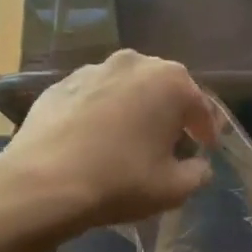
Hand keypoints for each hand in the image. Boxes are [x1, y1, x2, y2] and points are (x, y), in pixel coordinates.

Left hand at [5, 49, 216, 231]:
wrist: (44, 183)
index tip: (206, 149)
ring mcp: (94, 69)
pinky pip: (95, 97)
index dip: (207, 131)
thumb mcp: (175, 188)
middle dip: (172, 114)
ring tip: (131, 139)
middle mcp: (135, 63)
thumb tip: (198, 164)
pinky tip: (96, 139)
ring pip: (128, 89)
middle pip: (164, 90)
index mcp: (171, 82)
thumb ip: (198, 172)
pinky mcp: (61, 84)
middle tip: (171, 142)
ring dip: (136, 109)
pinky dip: (103, 112)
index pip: (201, 107)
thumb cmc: (121, 181)